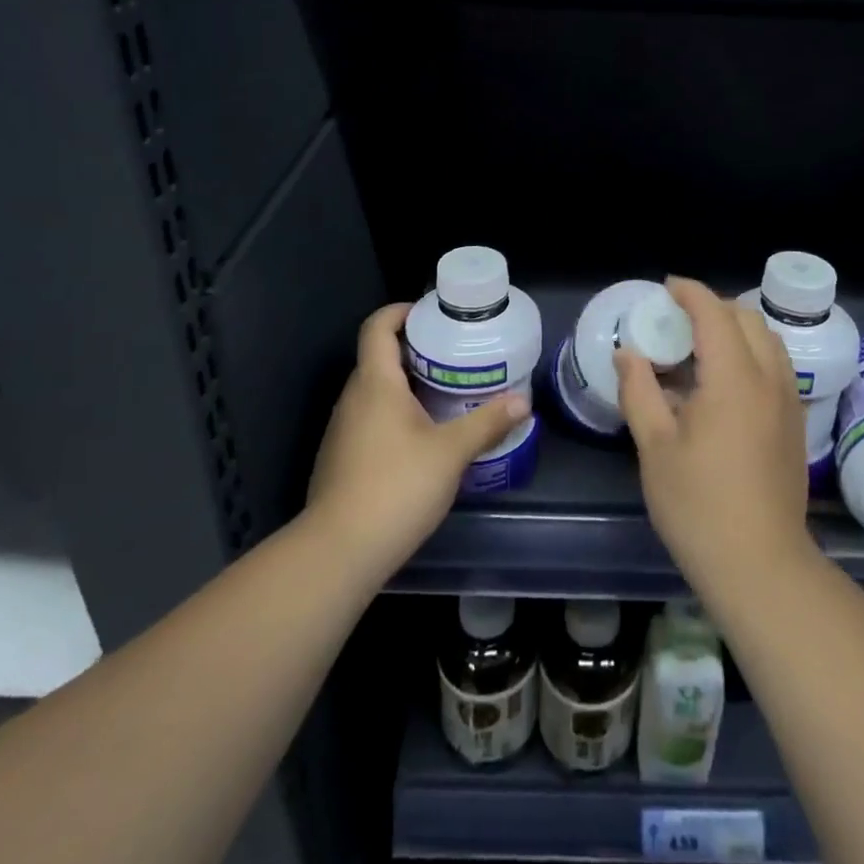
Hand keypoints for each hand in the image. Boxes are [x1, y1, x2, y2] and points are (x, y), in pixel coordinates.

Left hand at [306, 303, 528, 585]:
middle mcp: (353, 398)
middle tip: (456, 355)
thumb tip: (524, 402)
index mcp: (375, 383)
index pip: (377, 326)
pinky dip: (396, 414)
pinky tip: (424, 437)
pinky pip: (371, 419)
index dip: (400, 311)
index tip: (432, 314)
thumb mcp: (451, 452)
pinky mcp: (342, 458)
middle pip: (379, 357)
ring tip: (448, 393)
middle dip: (416, 350)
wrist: (339, 552)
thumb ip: (487, 423)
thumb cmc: (396, 487)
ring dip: (408, 385)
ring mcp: (343, 430)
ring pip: (376, 391)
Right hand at [616, 277, 814, 604]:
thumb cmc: (699, 506)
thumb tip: (629, 353)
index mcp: (734, 379)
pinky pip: (775, 367)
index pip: (714, 313)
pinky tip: (723, 384)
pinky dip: (750, 355)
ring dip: (736, 330)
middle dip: (713, 307)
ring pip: (768, 342)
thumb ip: (639, 391)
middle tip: (678, 319)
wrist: (762, 567)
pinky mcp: (795, 425)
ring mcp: (789, 402)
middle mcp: (770, 380)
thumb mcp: (655, 446)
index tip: (666, 287)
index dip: (690, 292)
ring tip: (700, 348)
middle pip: (747, 319)